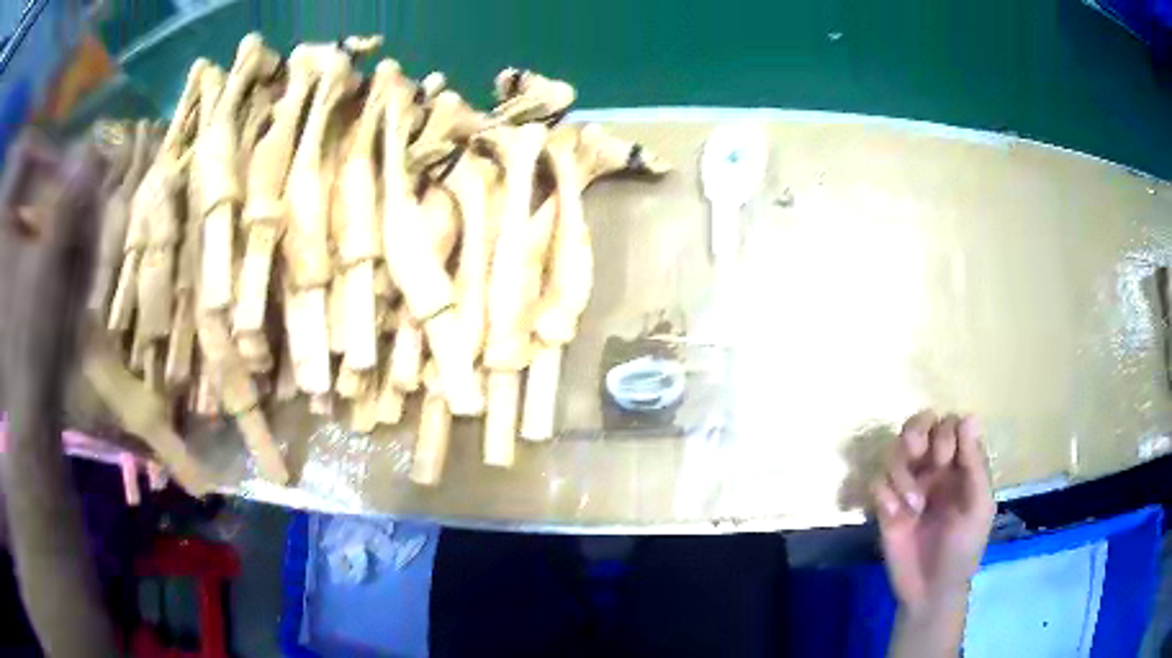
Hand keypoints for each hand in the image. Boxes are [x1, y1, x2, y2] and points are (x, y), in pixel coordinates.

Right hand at [873, 411, 994, 615]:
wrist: (930, 591)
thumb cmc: (963, 549)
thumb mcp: (979, 507)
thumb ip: (975, 464)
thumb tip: (969, 416)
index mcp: (960, 465)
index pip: (950, 424)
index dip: (944, 433)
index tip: (945, 459)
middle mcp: (933, 468)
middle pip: (918, 425)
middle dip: (914, 433)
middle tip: (916, 455)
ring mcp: (908, 486)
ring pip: (894, 451)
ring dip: (900, 472)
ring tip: (911, 505)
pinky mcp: (884, 506)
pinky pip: (876, 482)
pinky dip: (883, 494)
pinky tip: (894, 516)